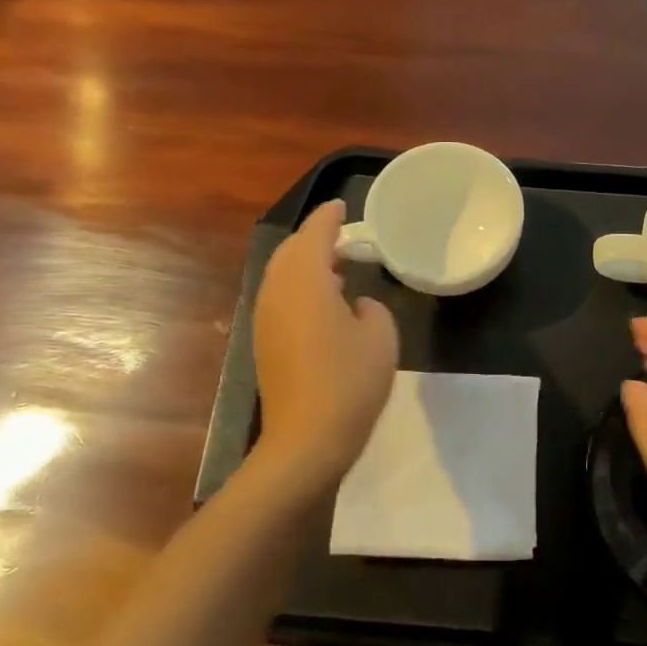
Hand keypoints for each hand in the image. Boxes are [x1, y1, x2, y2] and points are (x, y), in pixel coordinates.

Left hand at [252, 200, 398, 488]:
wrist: (307, 439)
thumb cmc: (350, 381)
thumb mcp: (381, 336)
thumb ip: (371, 307)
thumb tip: (354, 306)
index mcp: (306, 281)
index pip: (315, 234)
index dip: (329, 217)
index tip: (341, 206)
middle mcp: (278, 292)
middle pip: (291, 251)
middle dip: (314, 238)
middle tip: (342, 237)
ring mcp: (266, 318)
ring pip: (281, 274)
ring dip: (305, 264)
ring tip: (335, 267)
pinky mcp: (265, 342)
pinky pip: (280, 297)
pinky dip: (299, 286)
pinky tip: (322, 302)